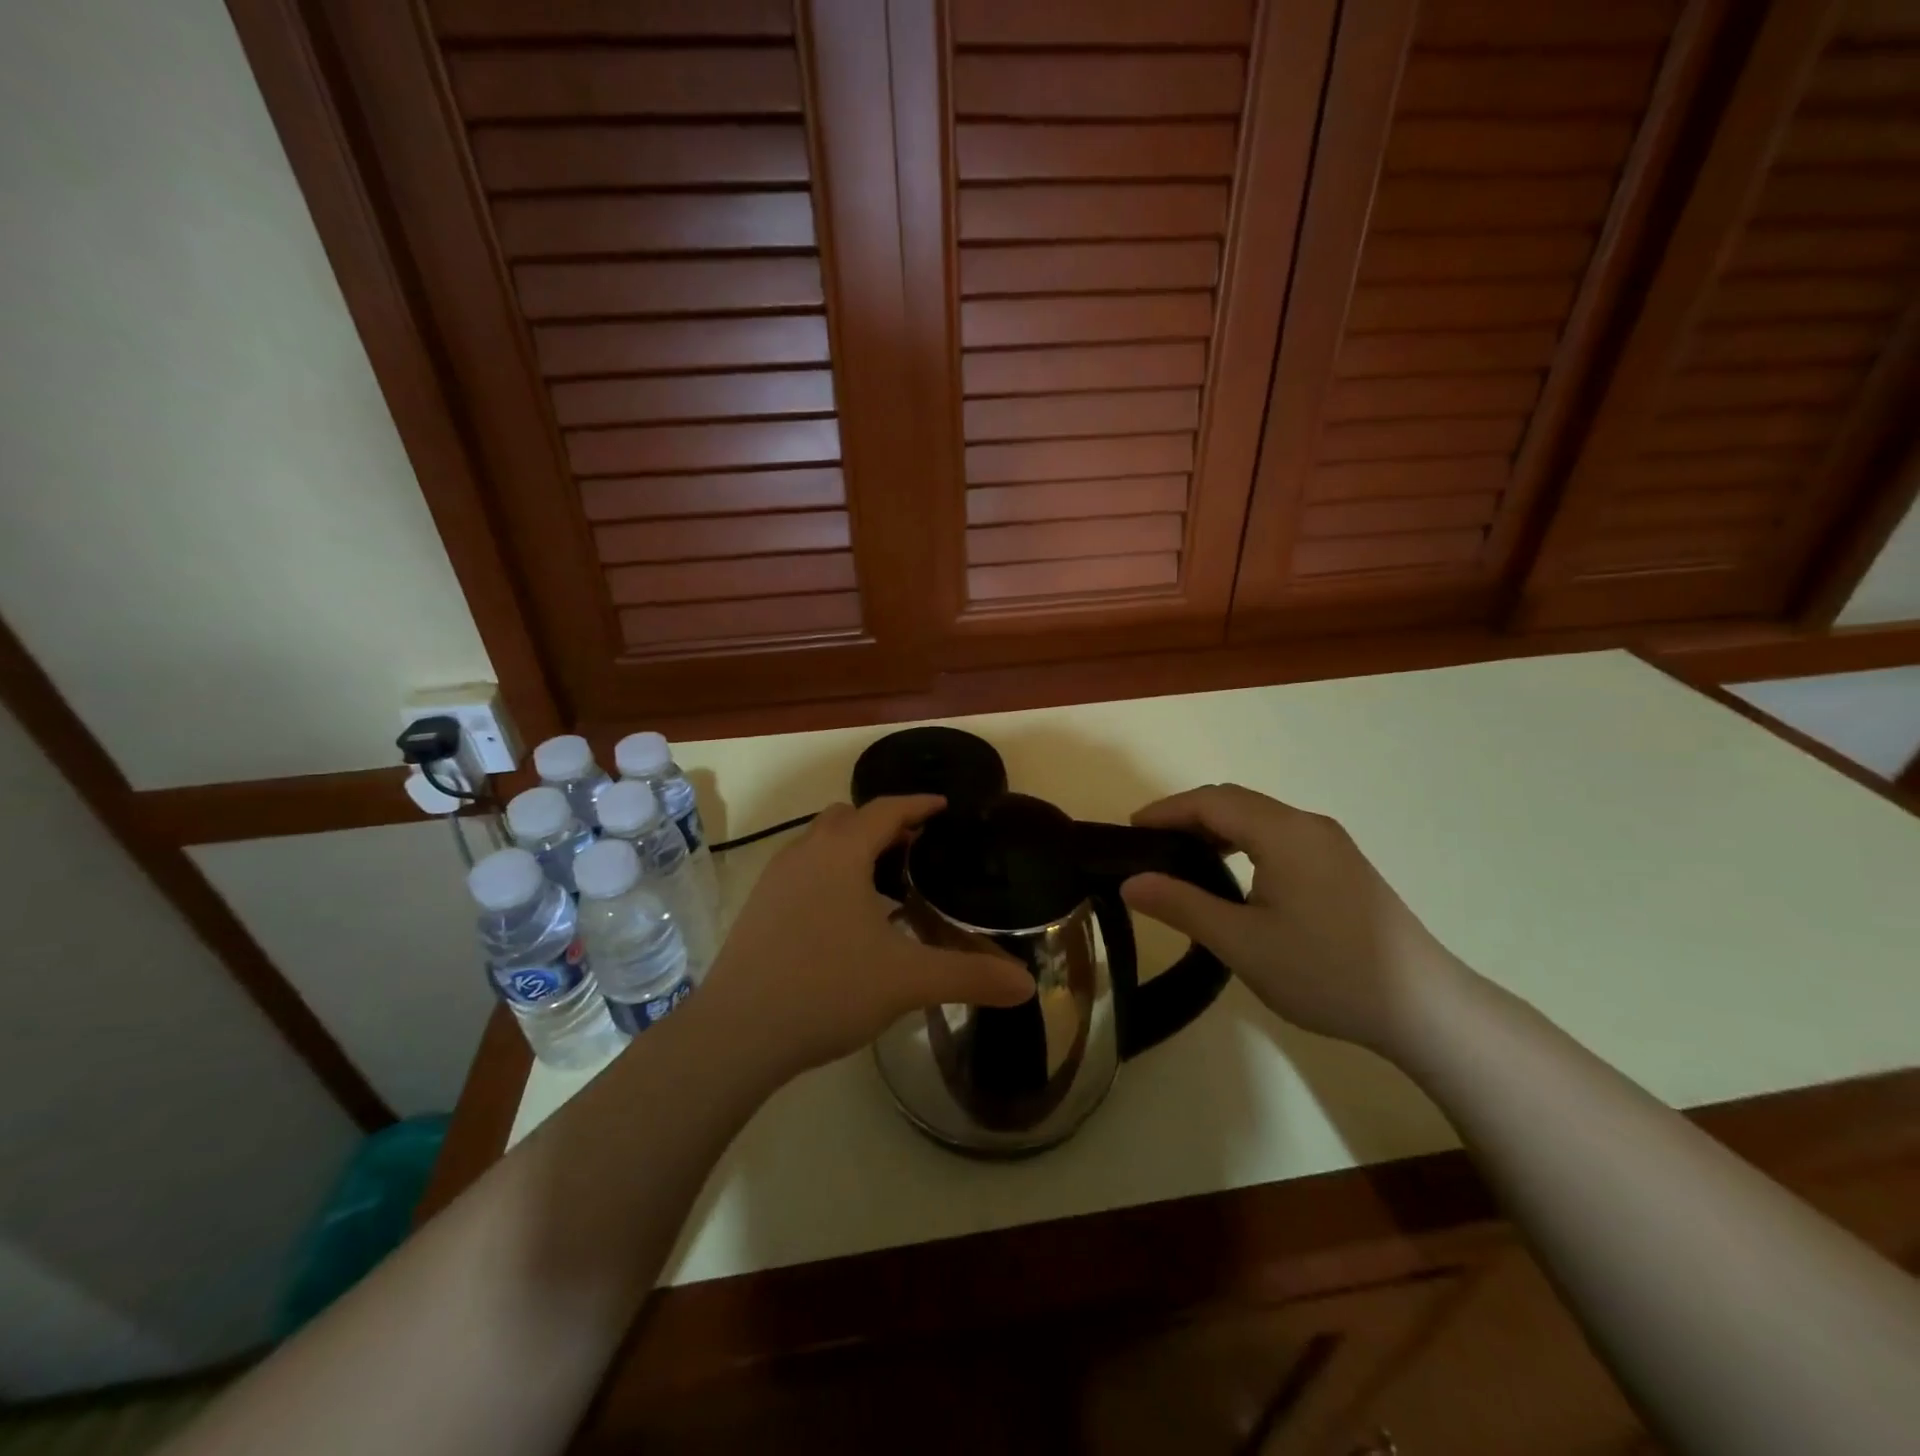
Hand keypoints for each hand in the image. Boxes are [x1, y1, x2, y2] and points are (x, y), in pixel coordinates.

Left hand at [699, 796, 1033, 1080]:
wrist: (735, 1034)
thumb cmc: (826, 989)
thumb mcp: (907, 981)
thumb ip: (970, 976)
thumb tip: (1027, 985)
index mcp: (841, 853)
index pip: (886, 809)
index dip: (919, 804)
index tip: (944, 807)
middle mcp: (804, 853)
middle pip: (848, 819)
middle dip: (885, 825)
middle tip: (918, 849)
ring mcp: (774, 880)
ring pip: (820, 844)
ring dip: (854, 850)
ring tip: (885, 885)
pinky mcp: (758, 908)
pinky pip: (803, 871)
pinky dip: (830, 875)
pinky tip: (845, 920)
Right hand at [1119, 784, 1463, 1052]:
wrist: (1425, 1008)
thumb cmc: (1326, 972)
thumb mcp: (1242, 943)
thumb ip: (1182, 905)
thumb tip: (1131, 882)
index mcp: (1283, 833)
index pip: (1211, 802)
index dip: (1166, 810)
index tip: (1129, 830)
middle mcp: (1308, 825)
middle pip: (1235, 802)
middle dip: (1187, 816)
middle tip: (1149, 846)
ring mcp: (1331, 844)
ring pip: (1259, 819)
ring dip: (1217, 829)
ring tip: (1183, 860)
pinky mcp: (1344, 866)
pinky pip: (1280, 837)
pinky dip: (1244, 843)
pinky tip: (1235, 876)